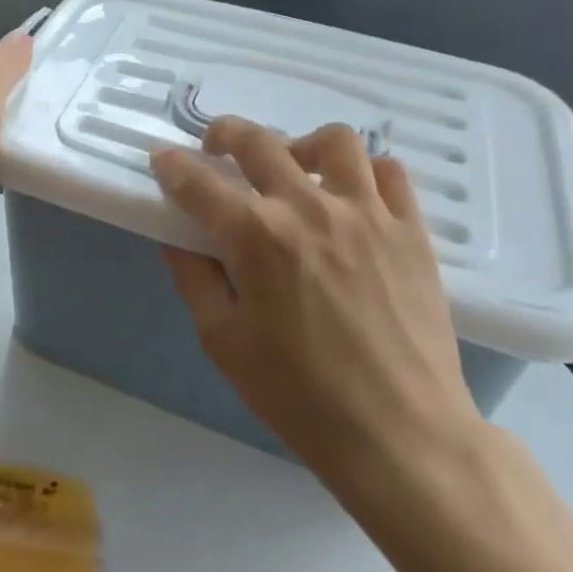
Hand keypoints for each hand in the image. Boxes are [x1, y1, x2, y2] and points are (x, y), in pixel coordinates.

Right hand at [150, 118, 483, 506]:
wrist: (402, 437)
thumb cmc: (300, 396)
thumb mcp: (223, 342)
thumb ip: (194, 278)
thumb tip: (177, 237)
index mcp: (255, 236)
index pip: (198, 182)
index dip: (172, 166)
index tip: (162, 159)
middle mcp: (308, 208)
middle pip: (257, 142)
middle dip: (224, 134)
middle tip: (216, 148)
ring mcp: (366, 214)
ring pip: (333, 141)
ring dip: (302, 145)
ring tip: (294, 168)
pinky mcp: (410, 230)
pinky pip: (389, 172)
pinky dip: (364, 172)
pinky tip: (351, 195)